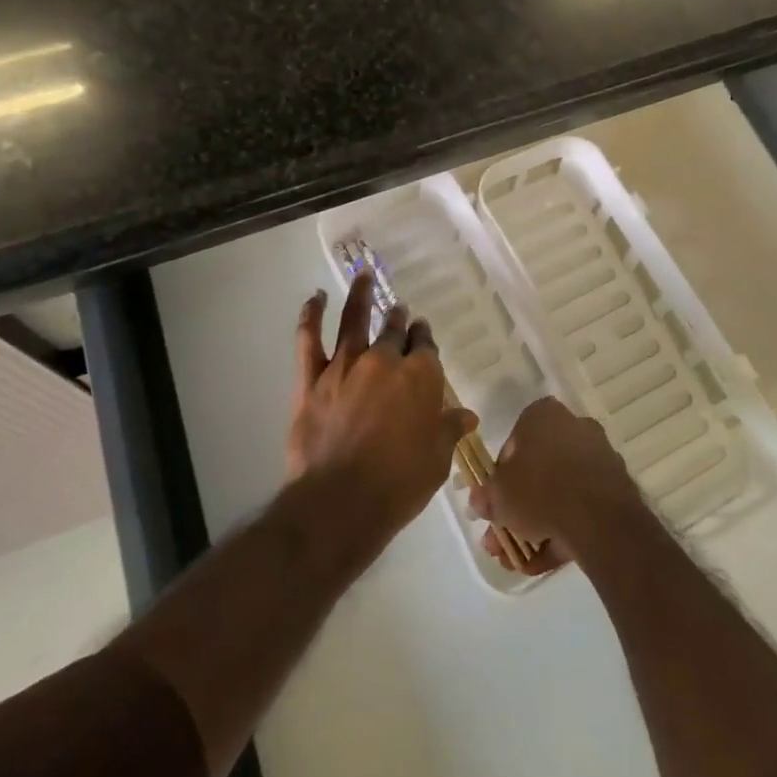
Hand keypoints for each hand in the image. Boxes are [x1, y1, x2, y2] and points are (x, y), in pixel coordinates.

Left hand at [287, 272, 477, 547]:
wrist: (341, 501)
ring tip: (364, 275)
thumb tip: (467, 415)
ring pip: (354, 320)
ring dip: (361, 295)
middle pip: (394, 331)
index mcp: (420, 376)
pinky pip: (308, 339)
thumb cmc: (399, 483)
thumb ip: (449, 429)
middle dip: (399, 319)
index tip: (422, 333)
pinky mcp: (312, 378)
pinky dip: (310, 315)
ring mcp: (345, 365)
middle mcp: (384, 360)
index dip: (424, 339)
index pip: (426, 348)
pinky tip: (314, 297)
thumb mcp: (437, 460)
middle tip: (399, 310)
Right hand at [468, 397, 643, 574]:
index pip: (514, 442)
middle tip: (501, 538)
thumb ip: (486, 496)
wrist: (598, 517)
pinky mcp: (614, 489)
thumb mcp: (498, 495)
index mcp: (543, 415)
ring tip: (518, 559)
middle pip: (538, 470)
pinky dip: (562, 532)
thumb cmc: (539, 489)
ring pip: (559, 492)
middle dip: (518, 507)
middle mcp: (573, 428)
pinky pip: (580, 509)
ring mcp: (597, 458)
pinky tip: (542, 562)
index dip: (500, 476)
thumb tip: (479, 502)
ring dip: (537, 525)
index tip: (494, 502)